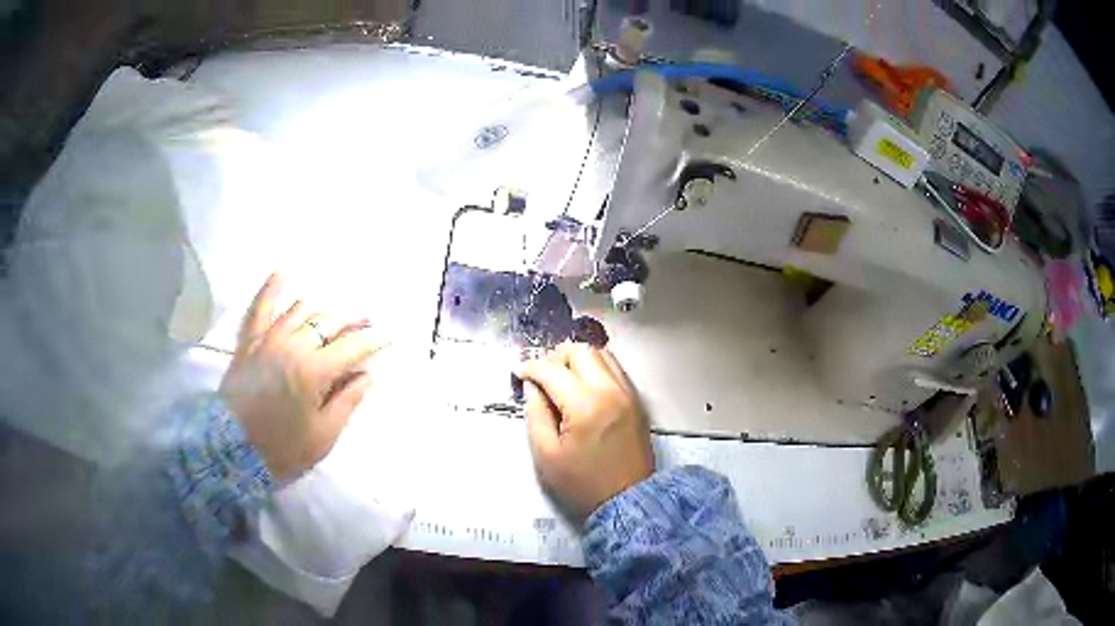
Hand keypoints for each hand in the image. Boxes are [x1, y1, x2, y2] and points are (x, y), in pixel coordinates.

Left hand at [219, 273, 386, 480]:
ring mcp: (268, 339)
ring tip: (332, 316)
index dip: (374, 340)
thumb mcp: (323, 435)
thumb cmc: (283, 449)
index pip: (352, 347)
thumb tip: (366, 375)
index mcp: (315, 371)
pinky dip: (271, 288)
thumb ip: (347, 402)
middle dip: (351, 322)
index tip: (389, 335)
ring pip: (300, 310)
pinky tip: (282, 272)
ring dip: (320, 311)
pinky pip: (259, 308)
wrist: (233, 451)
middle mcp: (293, 346)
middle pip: (328, 322)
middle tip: (365, 323)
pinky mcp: (249, 342)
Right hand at [518, 343, 653, 519]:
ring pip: (602, 354)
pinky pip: (615, 369)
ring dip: (578, 359)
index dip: (530, 367)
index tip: (518, 372)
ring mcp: (629, 393)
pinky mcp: (637, 400)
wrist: (627, 501)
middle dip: (555, 357)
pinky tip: (583, 387)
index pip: (552, 369)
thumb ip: (536, 413)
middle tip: (541, 376)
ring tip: (562, 379)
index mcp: (586, 405)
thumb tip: (532, 385)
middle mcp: (611, 390)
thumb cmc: (582, 483)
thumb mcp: (546, 454)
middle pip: (581, 351)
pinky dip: (596, 368)